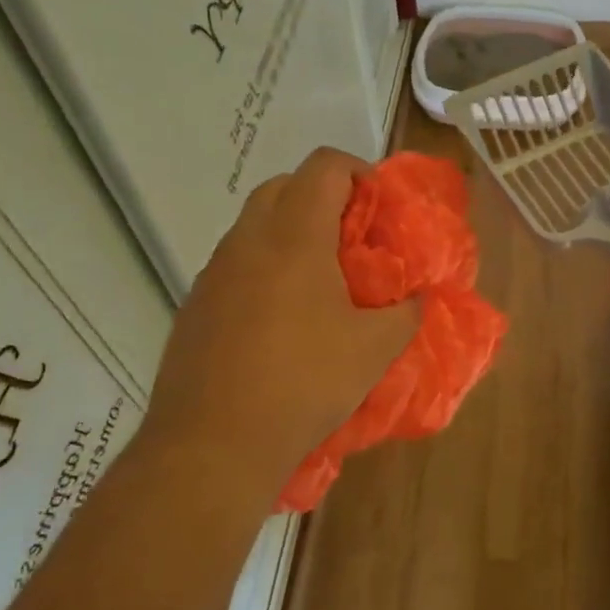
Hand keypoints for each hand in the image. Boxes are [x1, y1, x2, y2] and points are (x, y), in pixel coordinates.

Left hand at [141, 149, 418, 494]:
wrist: (213, 443)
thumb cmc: (304, 382)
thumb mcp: (374, 350)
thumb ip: (405, 314)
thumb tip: (416, 300)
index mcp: (294, 236)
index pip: (324, 166)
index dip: (358, 171)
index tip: (378, 209)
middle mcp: (247, 240)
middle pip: (283, 186)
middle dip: (321, 198)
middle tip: (351, 241)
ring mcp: (213, 272)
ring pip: (253, 226)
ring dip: (288, 234)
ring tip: (318, 284)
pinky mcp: (194, 305)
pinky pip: (233, 266)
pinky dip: (262, 269)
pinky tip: (279, 321)